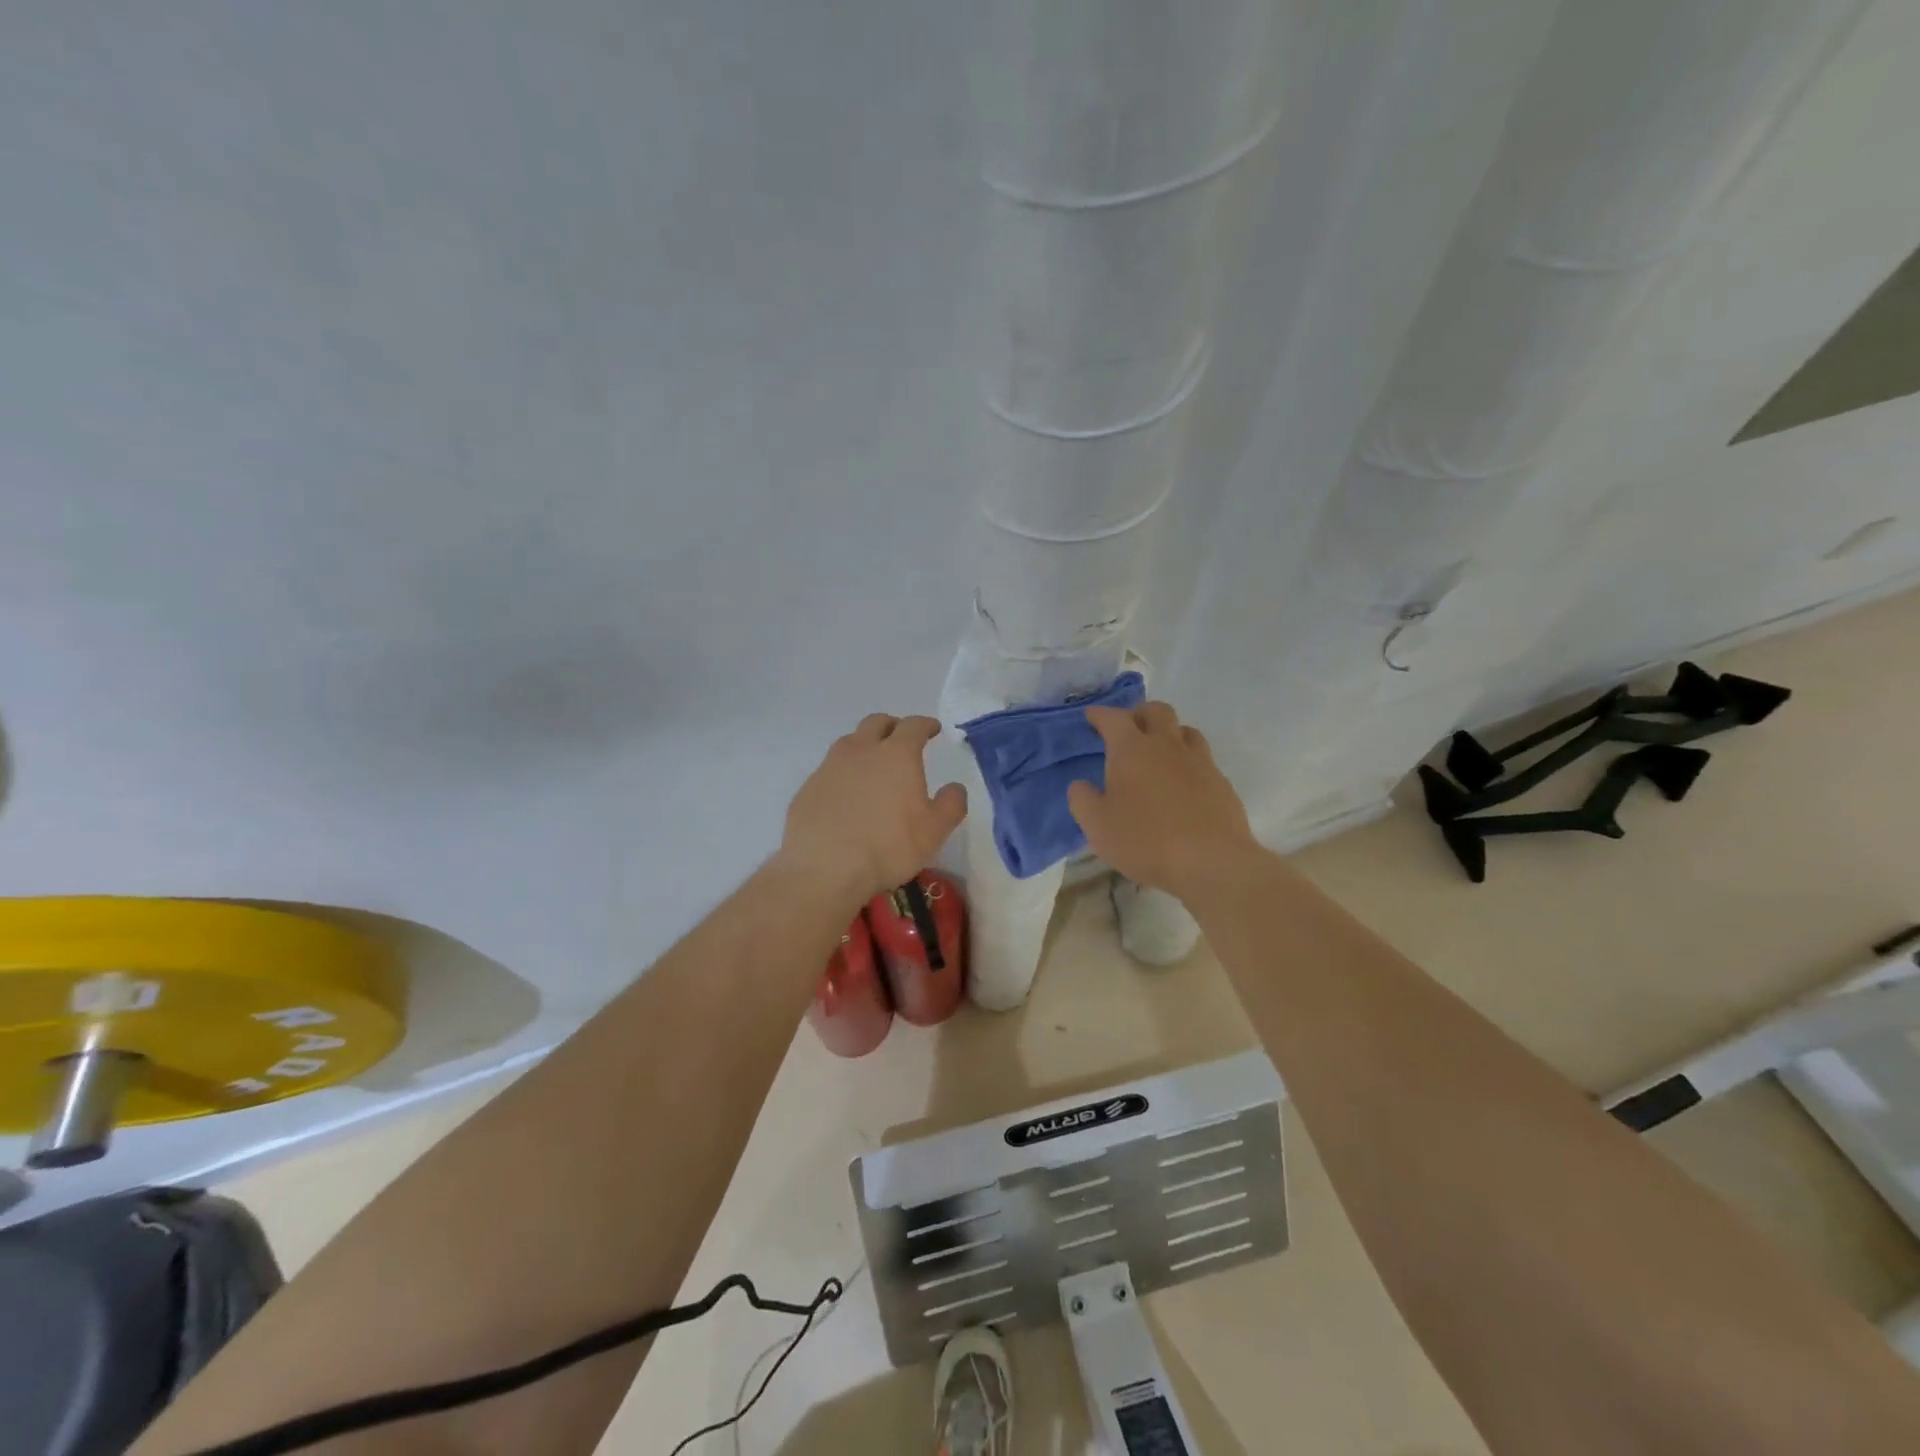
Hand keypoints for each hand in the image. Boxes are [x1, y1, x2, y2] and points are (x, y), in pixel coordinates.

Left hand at [781, 714, 967, 903]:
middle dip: (893, 726)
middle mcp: (861, 750)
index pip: (914, 726)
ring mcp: (830, 766)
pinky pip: (830, 769)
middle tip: (902, 739)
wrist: (824, 867)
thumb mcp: (934, 831)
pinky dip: (843, 773)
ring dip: (865, 746)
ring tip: (873, 765)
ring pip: (850, 742)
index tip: (933, 728)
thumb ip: (951, 804)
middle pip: (877, 723)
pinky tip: (847, 795)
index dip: (926, 724)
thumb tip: (955, 787)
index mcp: (897, 754)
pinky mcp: (808, 787)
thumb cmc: (888, 846)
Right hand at [1068, 701, 1259, 901]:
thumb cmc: (1146, 841)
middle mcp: (1167, 746)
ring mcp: (1199, 761)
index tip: (1091, 716)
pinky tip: (1183, 783)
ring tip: (1158, 753)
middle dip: (1139, 714)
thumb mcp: (1097, 826)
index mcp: (1132, 750)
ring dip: (1169, 734)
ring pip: (1185, 730)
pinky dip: (1188, 761)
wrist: (1212, 862)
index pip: (1113, 718)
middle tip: (1129, 730)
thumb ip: (1083, 800)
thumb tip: (1081, 785)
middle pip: (1157, 711)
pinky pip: (1202, 759)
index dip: (1100, 714)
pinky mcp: (1221, 782)